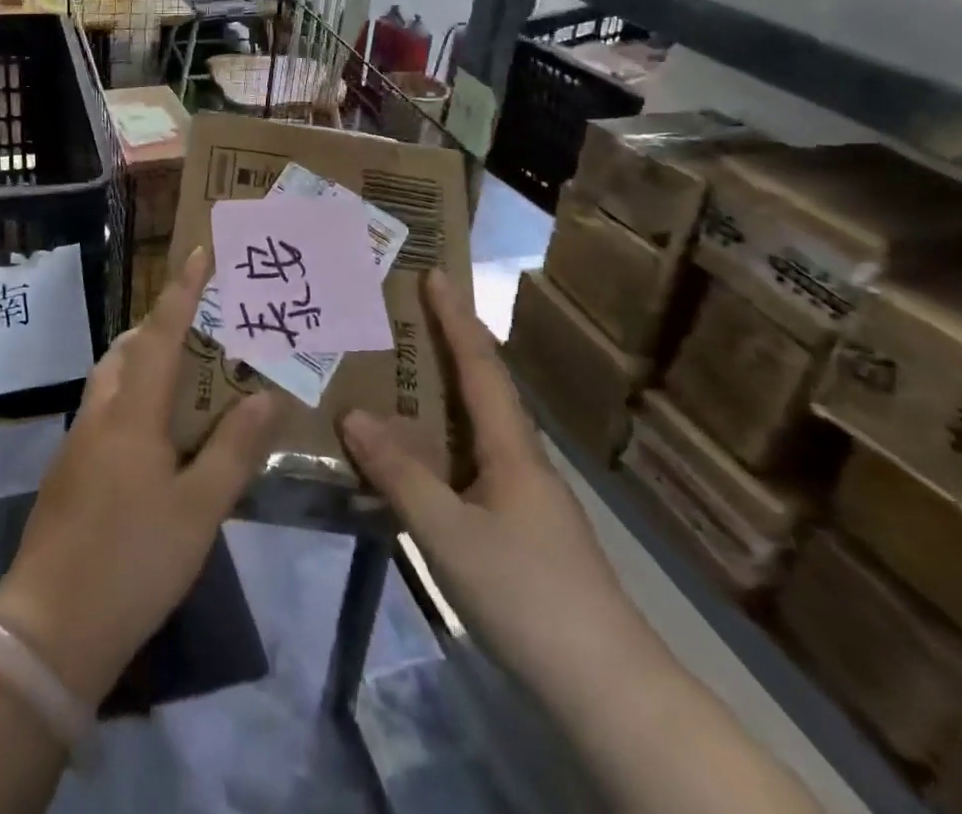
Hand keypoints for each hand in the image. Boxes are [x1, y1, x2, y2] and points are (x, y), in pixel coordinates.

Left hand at [0, 248, 276, 704]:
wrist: (50, 626)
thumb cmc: (133, 561)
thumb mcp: (199, 510)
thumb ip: (234, 450)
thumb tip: (265, 396)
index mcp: (133, 412)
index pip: (162, 334)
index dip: (182, 291)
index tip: (199, 253)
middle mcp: (100, 413)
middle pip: (128, 349)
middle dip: (161, 325)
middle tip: (202, 324)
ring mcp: (78, 442)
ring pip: (112, 379)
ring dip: (143, 361)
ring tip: (184, 374)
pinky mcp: (68, 471)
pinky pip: (105, 410)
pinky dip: (132, 397)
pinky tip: (156, 434)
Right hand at [340, 272, 645, 688]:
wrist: (607, 689)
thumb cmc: (528, 597)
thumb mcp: (450, 534)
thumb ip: (400, 474)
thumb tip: (353, 413)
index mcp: (512, 448)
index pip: (481, 366)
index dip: (456, 318)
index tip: (436, 273)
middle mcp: (522, 460)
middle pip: (483, 388)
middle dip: (449, 346)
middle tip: (404, 316)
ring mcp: (526, 496)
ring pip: (478, 428)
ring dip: (443, 394)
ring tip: (399, 375)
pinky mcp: (522, 529)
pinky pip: (473, 462)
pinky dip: (443, 441)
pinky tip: (418, 458)